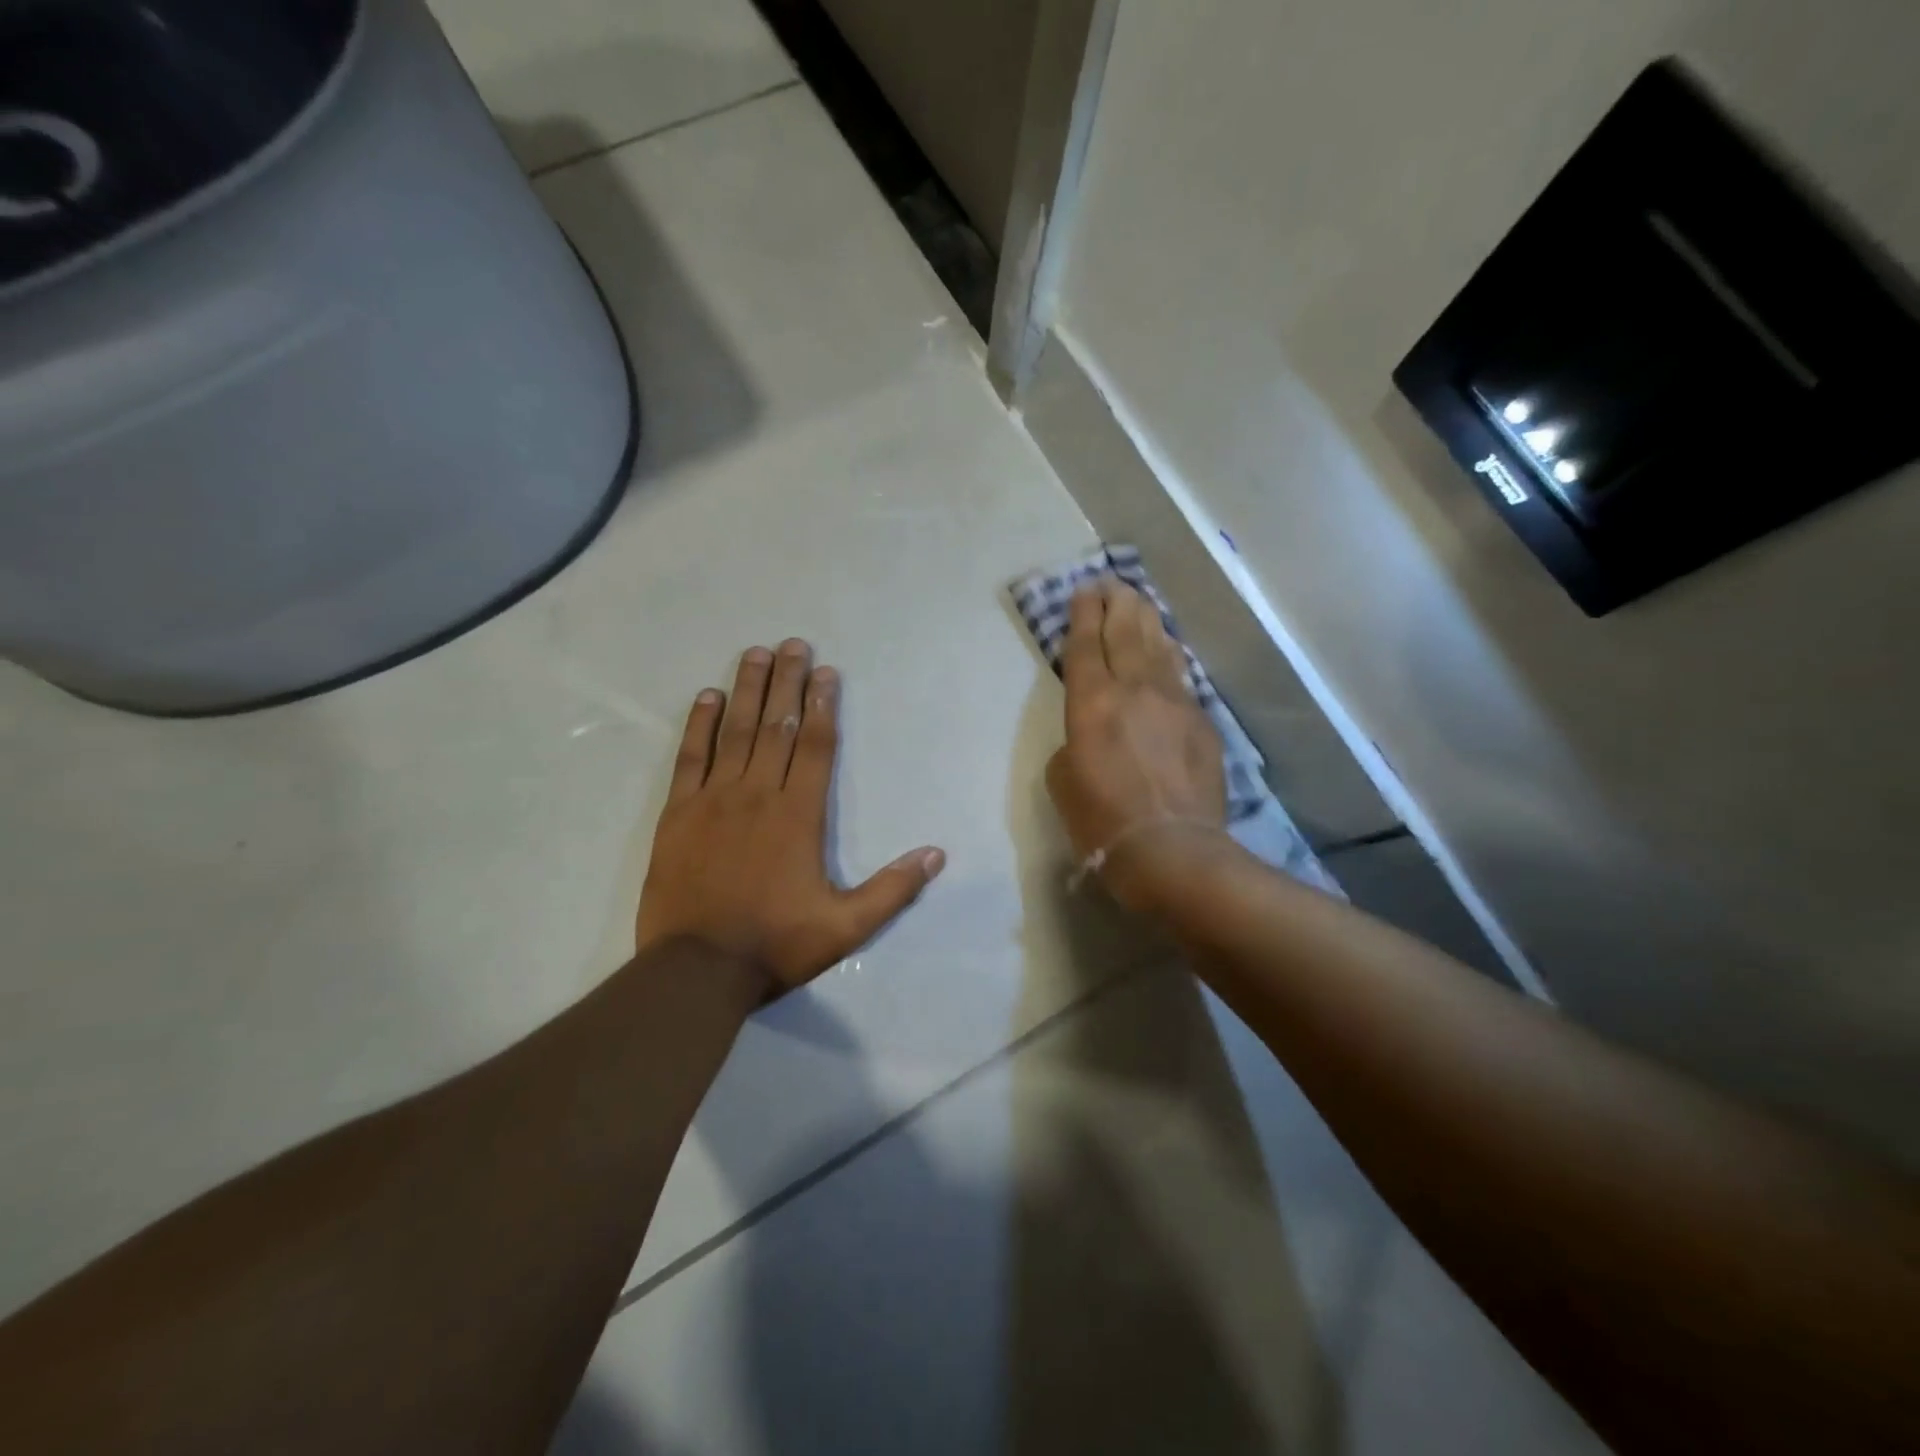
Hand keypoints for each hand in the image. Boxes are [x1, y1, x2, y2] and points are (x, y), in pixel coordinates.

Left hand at [637, 640, 945, 996]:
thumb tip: (937, 854)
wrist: (696, 970)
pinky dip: (699, 724)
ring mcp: (714, 800)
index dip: (823, 706)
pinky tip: (708, 697)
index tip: (826, 672)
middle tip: (793, 644)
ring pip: (735, 732)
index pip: (816, 747)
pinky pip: (690, 757)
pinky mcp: (678, 813)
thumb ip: (893, 889)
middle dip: (788, 682)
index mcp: (799, 816)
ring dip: (748, 690)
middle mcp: (758, 794)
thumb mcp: (846, 927)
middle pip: (778, 726)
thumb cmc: (775, 945)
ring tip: (755, 653)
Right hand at [1046, 580, 1227, 909]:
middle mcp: (1134, 690)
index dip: (1083, 614)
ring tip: (1139, 601)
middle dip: (1116, 602)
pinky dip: (1171, 656)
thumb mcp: (1062, 780)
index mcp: (1092, 703)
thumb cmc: (1102, 820)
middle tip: (1111, 583)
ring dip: (1147, 620)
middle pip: (1125, 632)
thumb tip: (1092, 734)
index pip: (1086, 645)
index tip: (1084, 590)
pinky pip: (1182, 677)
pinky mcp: (1202, 722)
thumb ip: (1074, 743)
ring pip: (1159, 647)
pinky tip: (1169, 648)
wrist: (1172, 850)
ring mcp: (1174, 703)